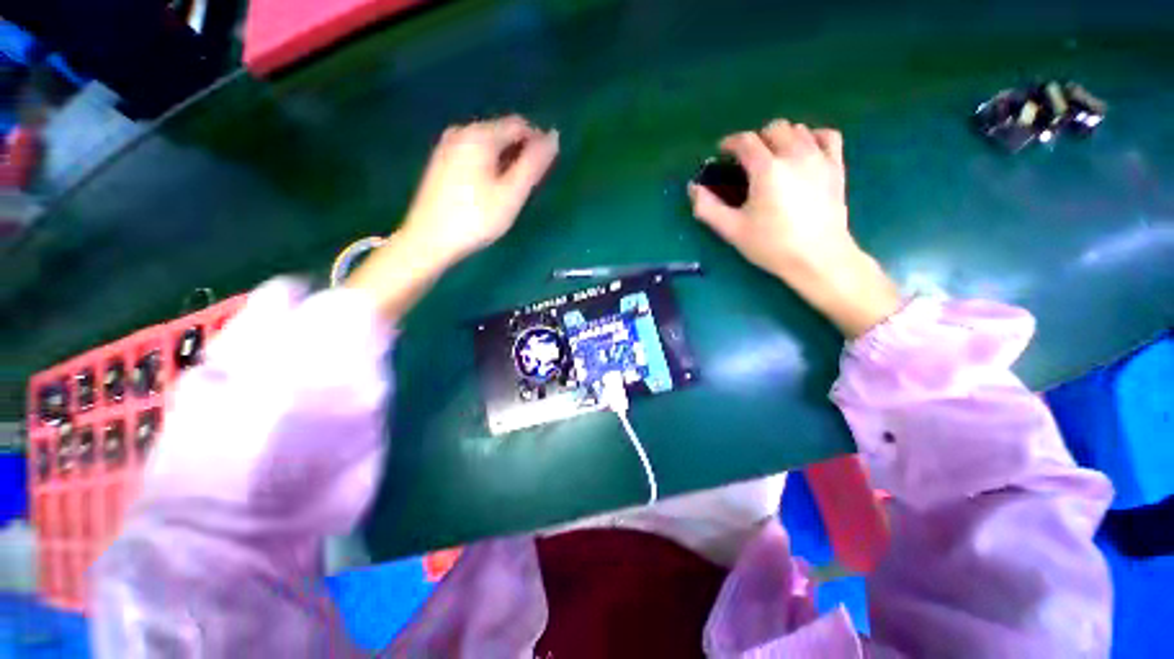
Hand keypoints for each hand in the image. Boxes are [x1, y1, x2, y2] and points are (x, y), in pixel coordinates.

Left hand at [402, 115, 559, 262]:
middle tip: (527, 186)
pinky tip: (490, 190)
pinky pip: (474, 155)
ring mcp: (447, 146)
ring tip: (511, 192)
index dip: (537, 143)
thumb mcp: (511, 193)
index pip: (519, 125)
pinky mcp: (441, 162)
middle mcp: (461, 132)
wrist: (429, 240)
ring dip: (506, 161)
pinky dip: (489, 166)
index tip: (545, 170)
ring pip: (488, 145)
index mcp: (479, 135)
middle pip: (502, 133)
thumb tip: (553, 137)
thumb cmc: (476, 218)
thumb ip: (533, 165)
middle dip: (520, 153)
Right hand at [689, 120, 900, 337]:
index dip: (730, 143)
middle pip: (774, 129)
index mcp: (767, 169)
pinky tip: (805, 150)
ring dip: (781, 138)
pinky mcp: (836, 167)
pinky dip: (813, 137)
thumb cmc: (771, 245)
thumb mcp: (732, 230)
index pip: (746, 141)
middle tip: (747, 160)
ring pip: (799, 130)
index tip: (722, 152)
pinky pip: (828, 136)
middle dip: (756, 139)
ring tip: (772, 158)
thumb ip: (708, 207)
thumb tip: (693, 188)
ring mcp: (819, 158)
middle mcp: (794, 154)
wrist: (817, 258)